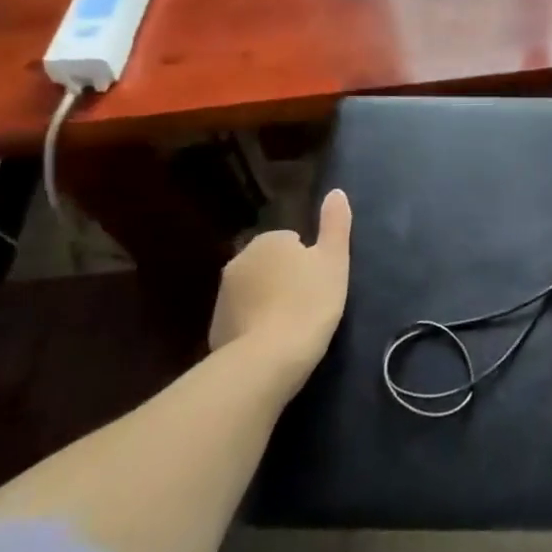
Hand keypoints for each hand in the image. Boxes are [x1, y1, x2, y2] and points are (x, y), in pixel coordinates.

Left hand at [211, 189, 351, 402]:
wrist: (267, 359)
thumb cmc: (309, 303)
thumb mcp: (334, 260)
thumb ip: (335, 223)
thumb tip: (336, 192)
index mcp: (268, 240)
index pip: (292, 242)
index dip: (309, 262)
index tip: (319, 284)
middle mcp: (239, 260)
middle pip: (270, 265)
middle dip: (285, 279)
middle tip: (309, 304)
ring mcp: (223, 296)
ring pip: (254, 291)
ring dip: (268, 302)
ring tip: (292, 327)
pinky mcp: (215, 328)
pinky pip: (242, 319)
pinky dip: (254, 326)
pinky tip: (273, 344)